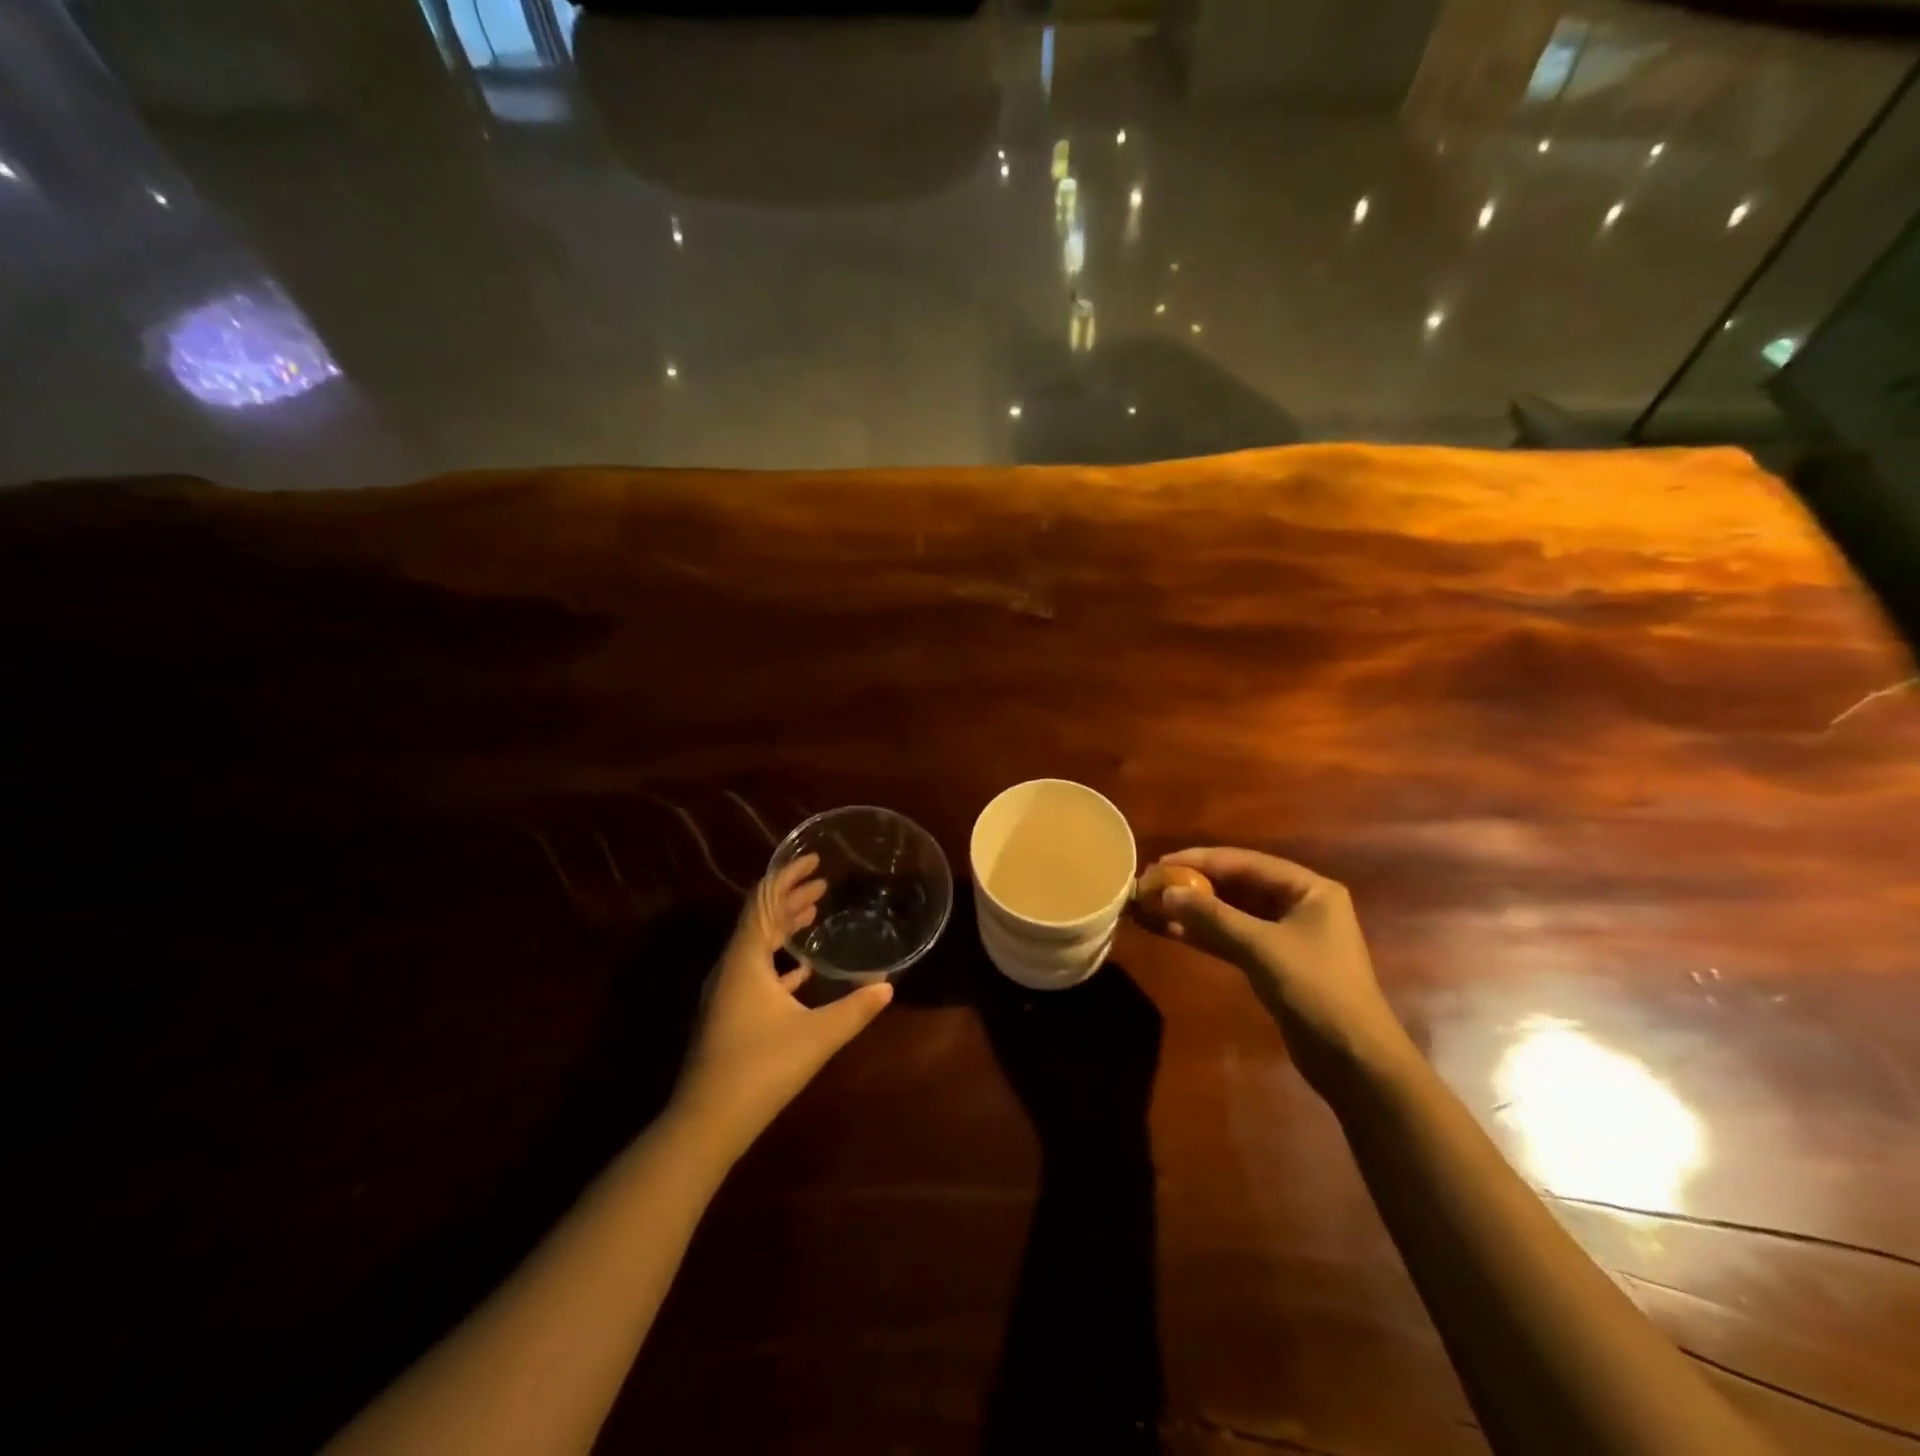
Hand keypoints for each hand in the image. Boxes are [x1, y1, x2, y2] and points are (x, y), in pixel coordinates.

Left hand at [671, 853, 892, 1156]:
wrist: (706, 1123)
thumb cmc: (761, 1068)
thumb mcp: (817, 1036)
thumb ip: (855, 1009)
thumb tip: (888, 986)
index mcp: (745, 959)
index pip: (764, 901)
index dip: (788, 876)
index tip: (813, 859)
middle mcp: (732, 967)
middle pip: (760, 919)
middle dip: (790, 897)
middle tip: (822, 883)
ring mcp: (727, 992)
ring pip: (757, 945)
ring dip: (784, 926)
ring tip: (813, 913)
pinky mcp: (730, 1015)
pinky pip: (756, 971)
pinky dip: (779, 960)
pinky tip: (801, 970)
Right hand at [1146, 847, 1406, 1094]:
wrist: (1354, 1061)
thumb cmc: (1316, 991)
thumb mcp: (1262, 948)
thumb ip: (1213, 917)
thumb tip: (1166, 892)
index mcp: (1309, 889)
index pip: (1246, 862)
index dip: (1200, 860)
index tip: (1161, 863)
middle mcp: (1299, 904)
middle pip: (1238, 885)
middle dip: (1195, 885)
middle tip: (1152, 884)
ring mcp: (1287, 936)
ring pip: (1233, 913)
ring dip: (1196, 910)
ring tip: (1154, 906)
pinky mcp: (1275, 964)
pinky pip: (1234, 938)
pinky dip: (1206, 934)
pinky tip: (1172, 931)